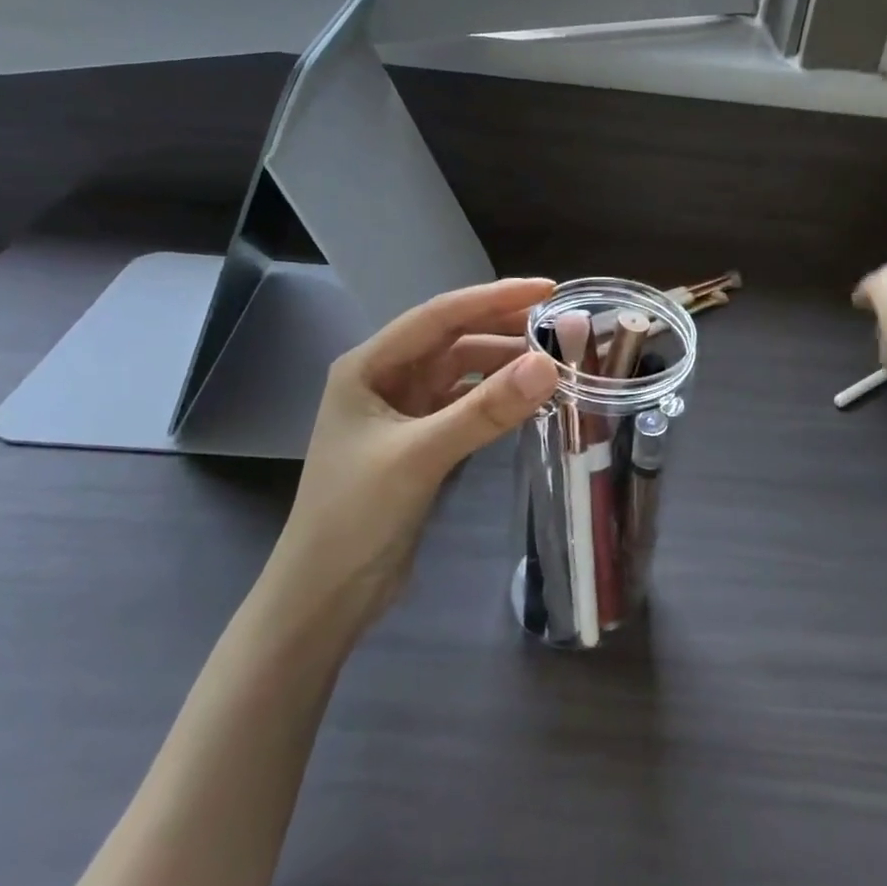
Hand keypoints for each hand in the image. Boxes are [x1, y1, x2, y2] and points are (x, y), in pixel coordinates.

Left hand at [265, 278, 560, 638]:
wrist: (325, 596)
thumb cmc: (356, 516)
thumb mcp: (420, 456)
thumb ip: (485, 410)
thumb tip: (550, 365)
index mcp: (368, 366)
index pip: (440, 316)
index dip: (494, 297)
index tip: (548, 289)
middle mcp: (385, 378)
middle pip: (453, 339)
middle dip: (504, 328)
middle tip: (561, 324)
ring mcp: (402, 411)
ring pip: (462, 372)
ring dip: (504, 365)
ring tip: (555, 362)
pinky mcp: (419, 441)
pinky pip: (465, 404)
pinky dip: (496, 398)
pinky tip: (528, 399)